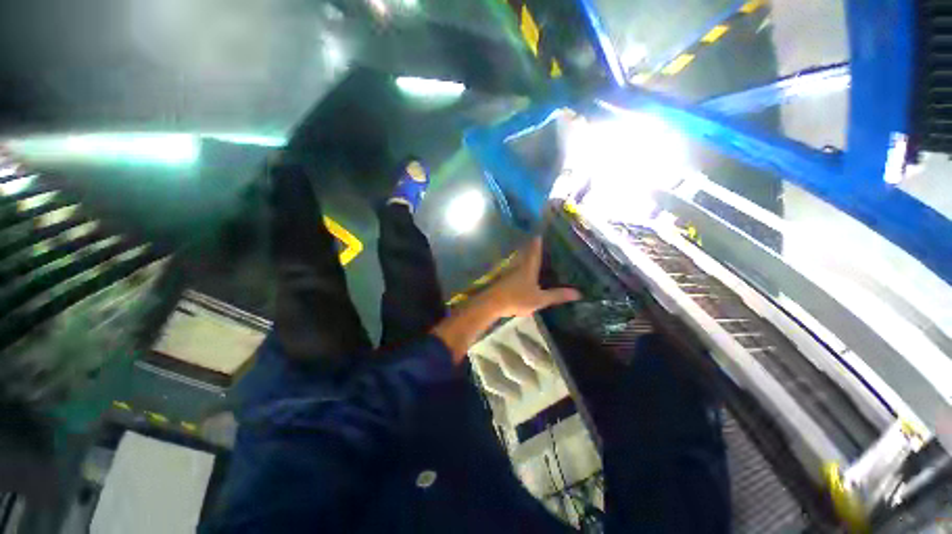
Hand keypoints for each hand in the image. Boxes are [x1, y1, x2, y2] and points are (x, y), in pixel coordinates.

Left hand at [485, 238, 581, 316]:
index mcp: (529, 266)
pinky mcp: (504, 278)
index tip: (543, 231)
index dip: (539, 240)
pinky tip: (525, 273)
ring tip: (537, 257)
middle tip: (544, 244)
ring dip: (527, 256)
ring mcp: (510, 271)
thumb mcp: (539, 299)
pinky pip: (516, 268)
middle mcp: (519, 265)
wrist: (492, 303)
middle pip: (526, 252)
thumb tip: (578, 293)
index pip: (535, 248)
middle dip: (534, 247)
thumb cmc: (517, 298)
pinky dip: (522, 267)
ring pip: (520, 260)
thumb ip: (557, 295)